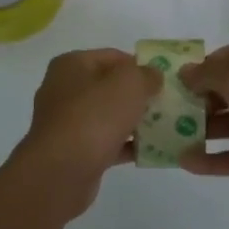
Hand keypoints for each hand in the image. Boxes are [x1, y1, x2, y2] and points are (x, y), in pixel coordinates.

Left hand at [13, 48, 160, 217]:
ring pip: (109, 116)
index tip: (164, 79)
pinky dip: (127, 145)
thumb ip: (146, 74)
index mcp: (71, 65)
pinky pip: (107, 143)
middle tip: (167, 104)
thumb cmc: (94, 117)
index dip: (140, 65)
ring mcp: (67, 123)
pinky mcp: (74, 152)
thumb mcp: (129, 84)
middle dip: (139, 95)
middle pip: (110, 87)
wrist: (61, 172)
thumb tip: (153, 75)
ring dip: (135, 122)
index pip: (112, 57)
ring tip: (165, 127)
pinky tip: (152, 152)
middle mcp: (64, 90)